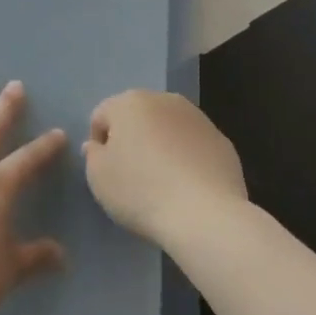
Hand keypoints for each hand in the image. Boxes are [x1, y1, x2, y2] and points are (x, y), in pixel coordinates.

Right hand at [84, 91, 246, 246]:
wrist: (204, 215)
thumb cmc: (141, 191)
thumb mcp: (98, 177)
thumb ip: (93, 155)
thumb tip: (99, 145)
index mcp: (130, 102)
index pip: (102, 116)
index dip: (99, 144)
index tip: (106, 172)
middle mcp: (165, 100)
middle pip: (138, 117)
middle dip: (132, 139)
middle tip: (132, 175)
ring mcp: (198, 118)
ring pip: (168, 129)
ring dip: (161, 146)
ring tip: (162, 183)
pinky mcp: (222, 141)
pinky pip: (193, 146)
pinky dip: (187, 159)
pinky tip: (187, 188)